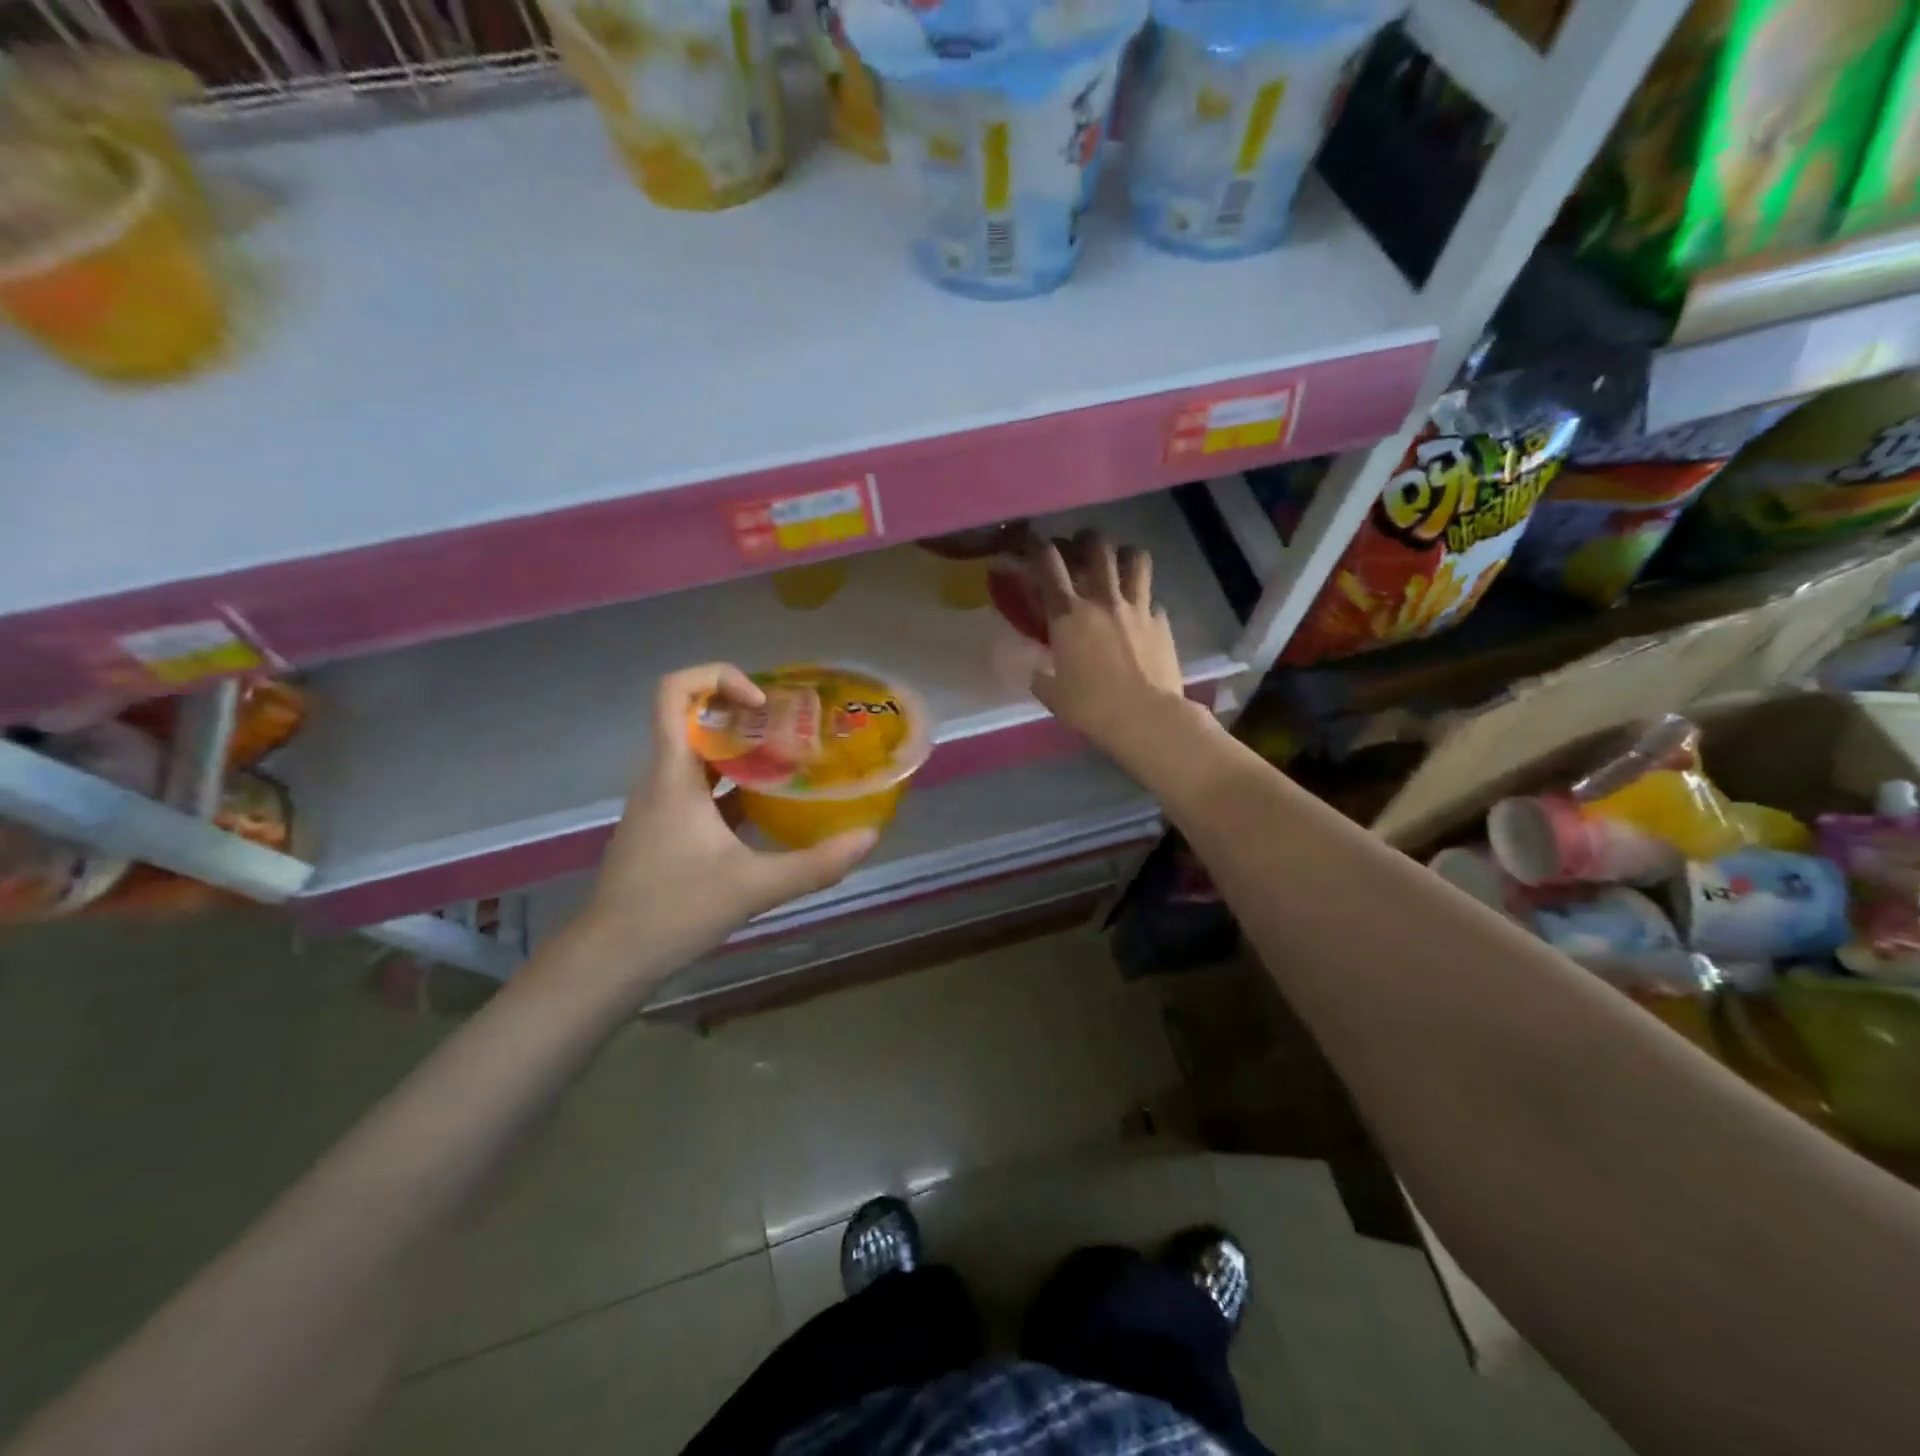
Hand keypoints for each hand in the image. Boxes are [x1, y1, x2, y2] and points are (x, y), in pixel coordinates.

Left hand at [562, 666, 877, 1002]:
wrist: (611, 959)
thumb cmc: (673, 911)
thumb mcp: (753, 886)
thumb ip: (815, 864)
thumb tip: (869, 837)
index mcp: (673, 774)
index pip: (674, 692)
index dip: (718, 678)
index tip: (763, 703)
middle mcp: (662, 778)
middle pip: (697, 719)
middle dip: (747, 716)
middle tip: (796, 729)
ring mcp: (662, 805)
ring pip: (702, 756)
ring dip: (745, 751)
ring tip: (794, 761)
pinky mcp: (666, 829)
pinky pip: (702, 789)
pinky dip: (736, 786)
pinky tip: (772, 807)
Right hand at [1026, 532, 1202, 761]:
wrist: (1146, 717)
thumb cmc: (1091, 707)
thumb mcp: (1052, 695)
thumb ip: (1042, 676)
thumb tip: (1036, 671)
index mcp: (1068, 615)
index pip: (1048, 563)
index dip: (1036, 546)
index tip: (1030, 543)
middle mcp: (1103, 600)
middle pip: (1096, 547)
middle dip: (1085, 539)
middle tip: (1079, 547)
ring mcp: (1137, 607)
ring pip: (1135, 559)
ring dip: (1124, 555)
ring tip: (1119, 563)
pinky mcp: (1162, 622)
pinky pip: (1153, 600)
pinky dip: (1145, 602)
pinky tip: (1141, 616)